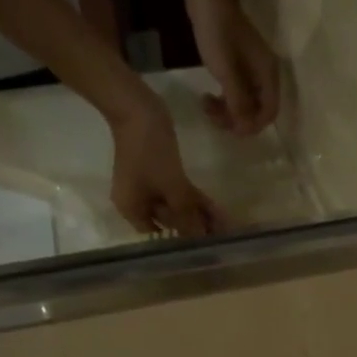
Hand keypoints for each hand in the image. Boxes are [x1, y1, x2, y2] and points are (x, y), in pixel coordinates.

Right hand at [109, 93, 226, 234]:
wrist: (138, 108)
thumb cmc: (150, 151)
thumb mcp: (172, 187)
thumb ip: (186, 214)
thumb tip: (199, 238)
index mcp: (132, 210)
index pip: (157, 237)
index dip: (179, 244)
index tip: (202, 249)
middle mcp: (139, 203)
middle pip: (169, 222)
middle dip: (194, 228)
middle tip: (220, 237)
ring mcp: (149, 188)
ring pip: (177, 207)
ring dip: (199, 215)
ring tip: (224, 226)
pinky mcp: (160, 174)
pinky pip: (179, 193)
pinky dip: (194, 200)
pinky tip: (215, 209)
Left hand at [184, 0, 280, 136]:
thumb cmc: (217, 31)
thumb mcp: (227, 71)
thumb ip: (238, 102)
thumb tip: (246, 129)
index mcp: (268, 75)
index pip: (269, 112)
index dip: (252, 125)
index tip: (230, 128)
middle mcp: (264, 75)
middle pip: (256, 111)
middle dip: (236, 119)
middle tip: (212, 117)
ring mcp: (251, 71)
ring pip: (244, 103)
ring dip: (227, 111)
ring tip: (205, 105)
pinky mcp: (238, 66)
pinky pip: (236, 92)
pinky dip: (223, 99)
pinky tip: (208, 96)